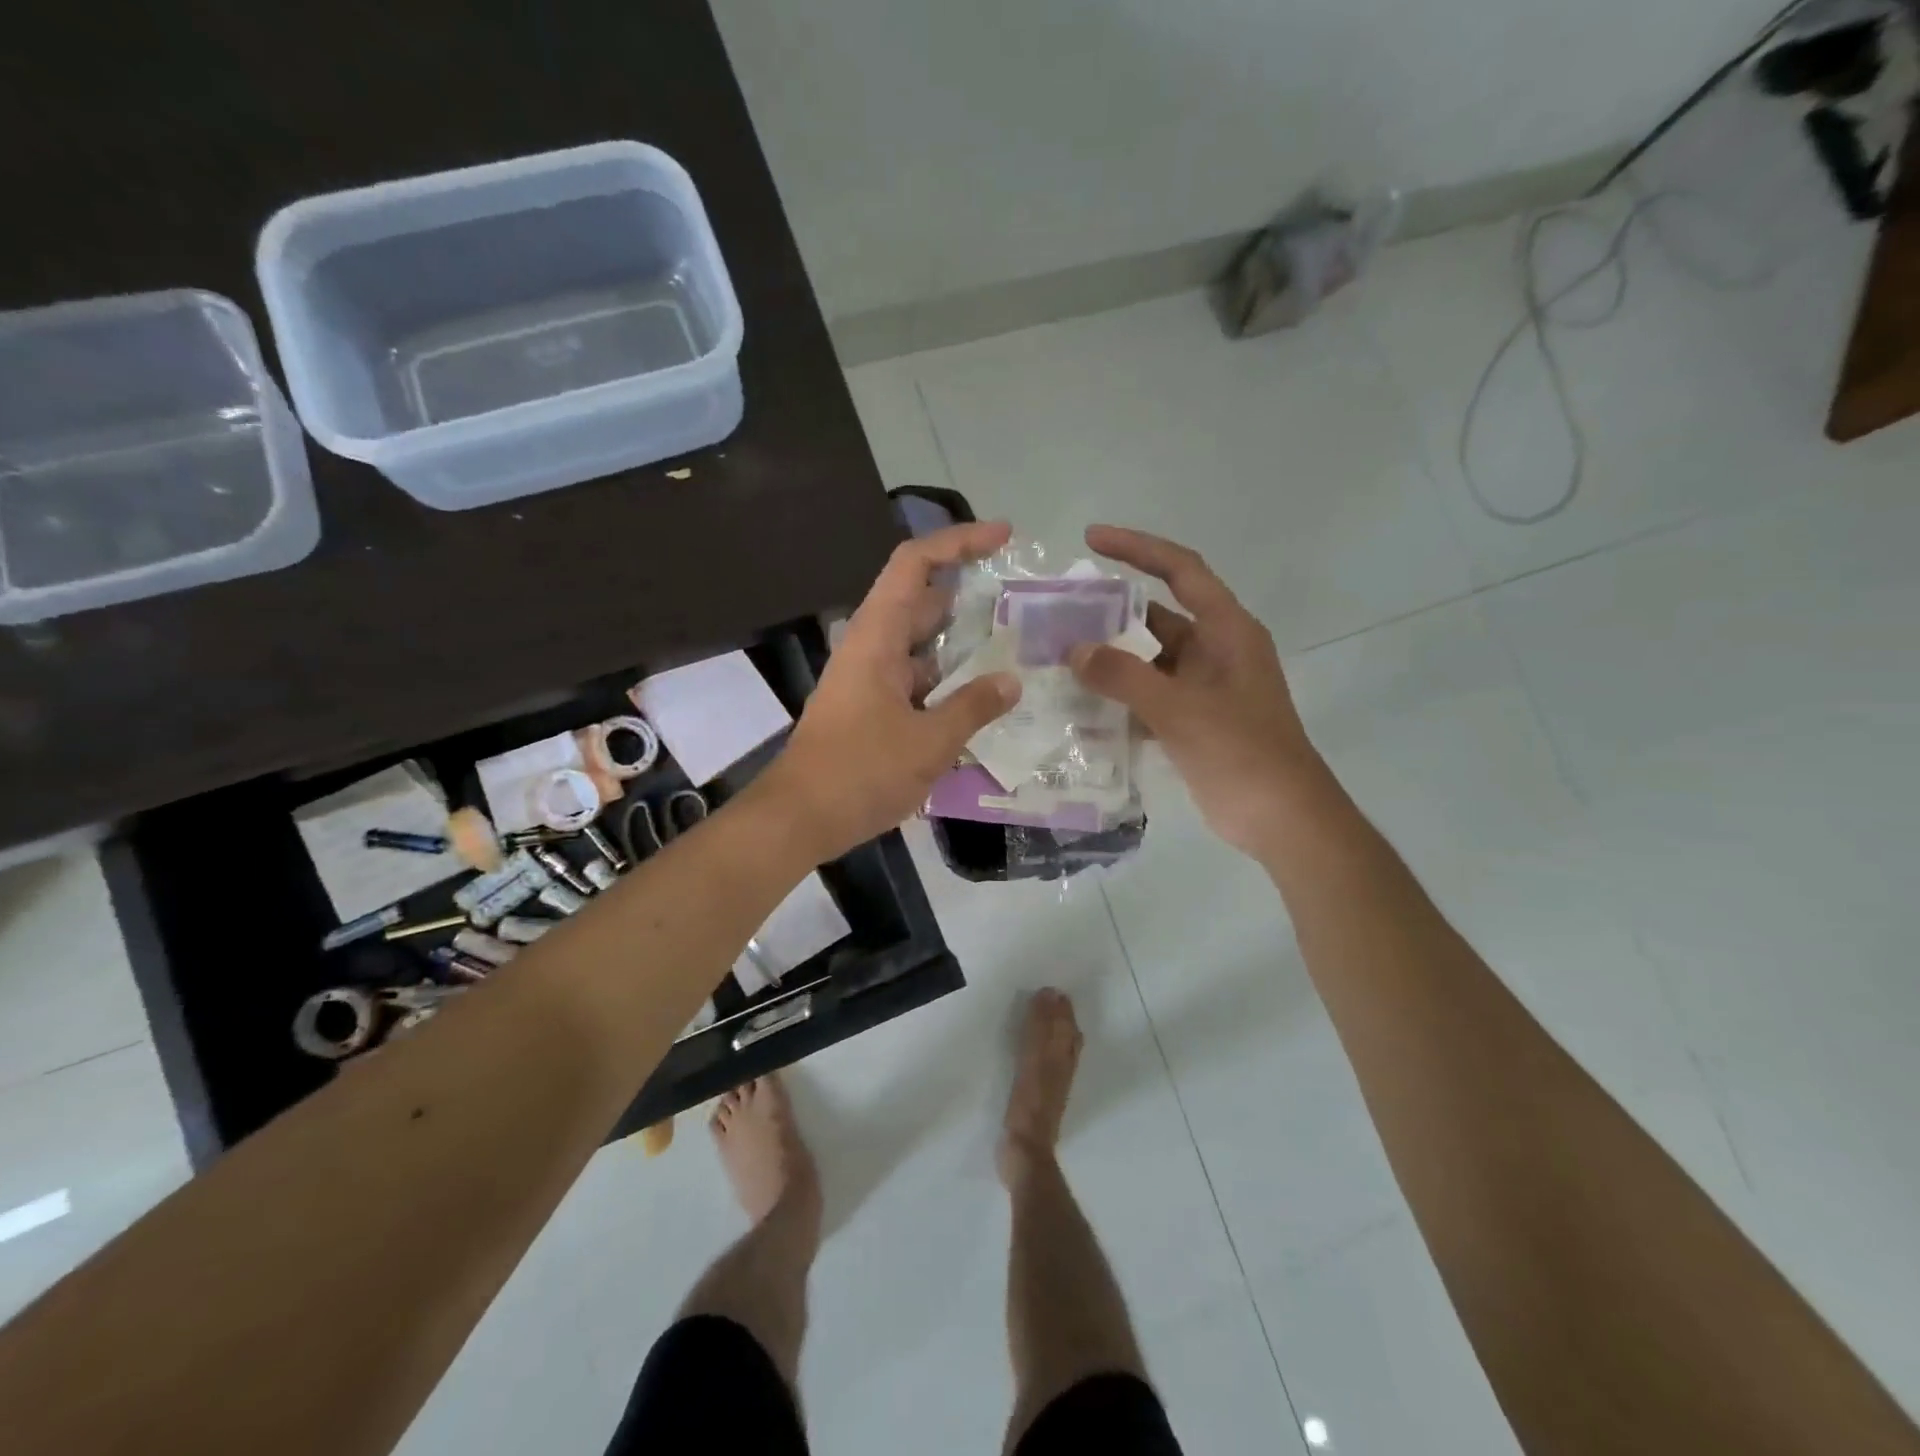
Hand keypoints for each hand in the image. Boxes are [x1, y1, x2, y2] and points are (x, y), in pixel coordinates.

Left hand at [768, 520, 1021, 861]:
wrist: (799, 818)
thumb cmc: (860, 773)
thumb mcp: (929, 742)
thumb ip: (973, 707)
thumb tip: (1012, 681)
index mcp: (877, 638)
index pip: (915, 565)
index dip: (958, 541)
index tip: (1003, 536)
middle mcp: (871, 647)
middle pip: (921, 601)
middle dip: (968, 594)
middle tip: (1019, 603)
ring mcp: (868, 678)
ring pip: (920, 644)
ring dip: (960, 642)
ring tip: (1011, 648)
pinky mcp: (870, 707)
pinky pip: (915, 678)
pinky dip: (946, 679)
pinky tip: (979, 698)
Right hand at [1067, 525, 1327, 858]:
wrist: (1282, 818)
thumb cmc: (1240, 752)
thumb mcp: (1179, 709)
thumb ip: (1124, 676)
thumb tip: (1075, 651)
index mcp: (1227, 631)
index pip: (1181, 570)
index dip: (1138, 548)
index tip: (1092, 539)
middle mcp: (1216, 651)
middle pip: (1158, 616)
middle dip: (1111, 614)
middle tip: (1059, 614)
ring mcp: (1205, 688)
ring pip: (1150, 660)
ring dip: (1111, 660)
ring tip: (1059, 658)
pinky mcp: (1195, 720)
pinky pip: (1150, 695)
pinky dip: (1121, 696)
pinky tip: (1082, 704)